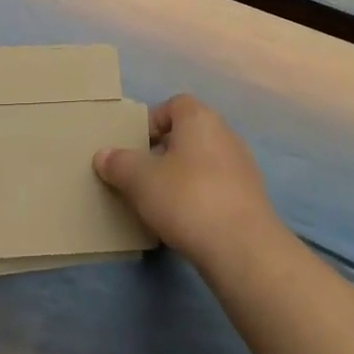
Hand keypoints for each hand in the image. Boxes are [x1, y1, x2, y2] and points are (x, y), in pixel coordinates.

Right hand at [93, 95, 278, 267]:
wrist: (242, 248)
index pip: (173, 105)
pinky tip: (183, 222)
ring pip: (201, 163)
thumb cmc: (186, 198)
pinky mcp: (250, 198)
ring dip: (180, 177)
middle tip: (140, 176)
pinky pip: (215, 188)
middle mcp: (225, 135)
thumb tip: (104, 155)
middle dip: (162, 153)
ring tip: (159, 202)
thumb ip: (118, 163)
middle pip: (187, 135)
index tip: (134, 148)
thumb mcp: (139, 179)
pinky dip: (198, 198)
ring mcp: (242, 167)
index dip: (151, 122)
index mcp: (200, 119)